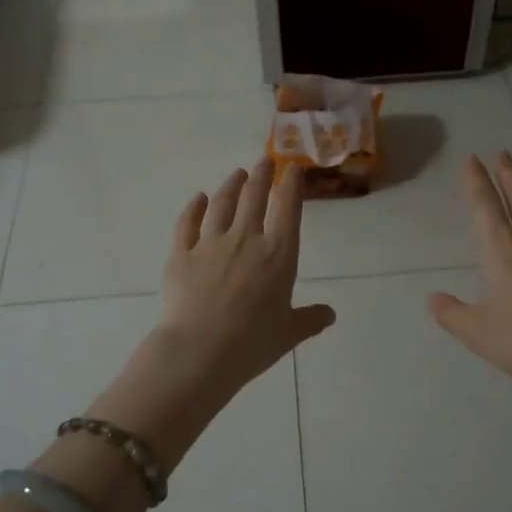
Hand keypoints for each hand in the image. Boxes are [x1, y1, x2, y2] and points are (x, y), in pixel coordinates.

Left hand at [89, 160, 333, 471]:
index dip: (291, 183)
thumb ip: (310, 319)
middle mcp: (246, 239)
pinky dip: (194, 207)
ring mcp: (210, 243)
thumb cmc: (252, 343)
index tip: (292, 168)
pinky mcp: (181, 254)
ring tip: (236, 174)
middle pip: (254, 196)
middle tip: (264, 161)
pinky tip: (199, 199)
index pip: (288, 207)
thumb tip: (329, 314)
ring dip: (231, 185)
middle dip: (261, 175)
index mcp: (279, 254)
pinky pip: (188, 223)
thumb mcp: (289, 333)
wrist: (200, 351)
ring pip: (222, 203)